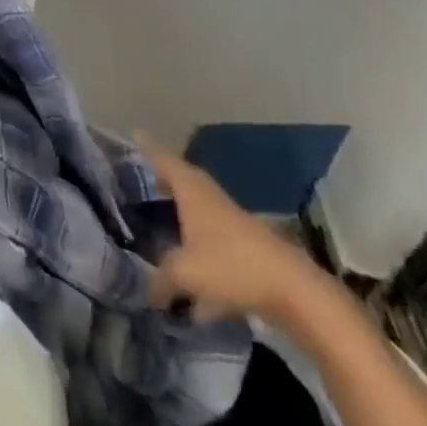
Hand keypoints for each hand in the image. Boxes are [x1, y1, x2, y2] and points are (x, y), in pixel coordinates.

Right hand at [140, 135, 328, 326]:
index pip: (164, 161)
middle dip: (163, 180)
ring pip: (198, 212)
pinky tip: (191, 291)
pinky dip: (198, 253)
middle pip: (182, 182)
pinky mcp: (245, 248)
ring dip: (181, 216)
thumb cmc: (231, 266)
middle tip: (141, 179)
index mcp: (192, 192)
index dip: (148, 148)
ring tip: (160, 223)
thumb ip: (161, 280)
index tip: (134, 134)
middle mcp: (210, 199)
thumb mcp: (185, 273)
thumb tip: (149, 291)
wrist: (292, 290)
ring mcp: (230, 222)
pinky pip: (212, 243)